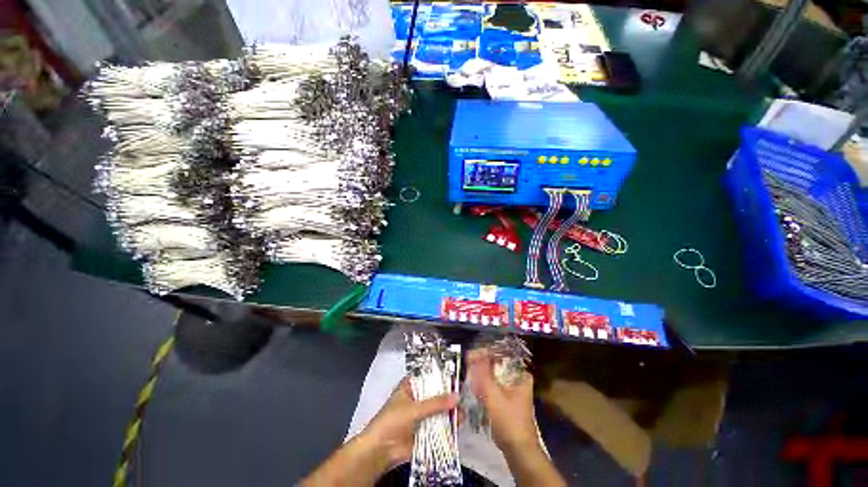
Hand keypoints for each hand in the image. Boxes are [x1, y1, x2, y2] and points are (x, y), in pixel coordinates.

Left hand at [361, 378, 458, 470]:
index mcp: (411, 386)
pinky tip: (458, 424)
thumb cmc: (392, 421)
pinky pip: (439, 425)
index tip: (456, 377)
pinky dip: (448, 425)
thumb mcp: (414, 409)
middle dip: (449, 395)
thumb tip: (456, 397)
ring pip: (438, 410)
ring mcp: (422, 415)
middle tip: (464, 395)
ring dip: (450, 411)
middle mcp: (417, 398)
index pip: (429, 377)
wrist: (381, 451)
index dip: (442, 377)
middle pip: (436, 394)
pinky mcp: (425, 430)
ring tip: (463, 411)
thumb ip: (435, 403)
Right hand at [467, 349, 537, 452]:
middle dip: (481, 364)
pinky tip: (474, 387)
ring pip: (494, 376)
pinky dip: (485, 385)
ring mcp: (514, 389)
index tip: (470, 355)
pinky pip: (494, 386)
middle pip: (497, 365)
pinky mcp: (508, 399)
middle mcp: (519, 379)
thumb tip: (473, 354)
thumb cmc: (508, 421)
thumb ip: (483, 373)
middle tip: (467, 364)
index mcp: (521, 375)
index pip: (501, 356)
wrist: (518, 451)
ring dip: (481, 375)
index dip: (484, 353)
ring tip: (469, 374)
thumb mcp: (493, 395)